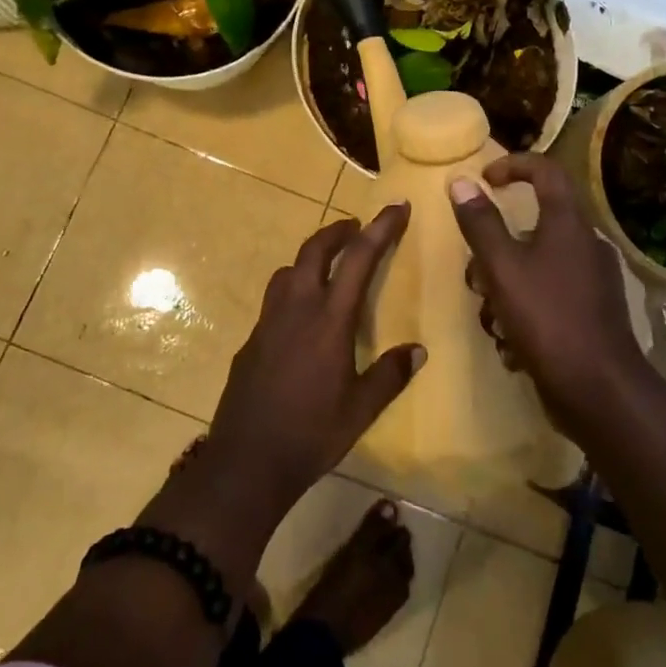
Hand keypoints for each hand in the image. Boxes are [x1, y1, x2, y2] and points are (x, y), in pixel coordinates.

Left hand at [204, 206, 424, 520]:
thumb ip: (390, 375)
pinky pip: (274, 298)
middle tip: (356, 227)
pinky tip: (301, 315)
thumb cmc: (311, 433)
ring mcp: (268, 321)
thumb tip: (418, 351)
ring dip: (311, 257)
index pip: (359, 259)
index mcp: (329, 319)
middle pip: (315, 250)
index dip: (380, 228)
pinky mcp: (251, 339)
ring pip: (288, 270)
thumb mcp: (361, 410)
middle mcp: (297, 308)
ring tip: (328, 266)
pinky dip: (292, 288)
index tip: (397, 206)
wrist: (247, 460)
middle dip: (338, 231)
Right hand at [449, 153, 647, 429]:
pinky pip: (548, 296)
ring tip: (492, 320)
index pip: (546, 170)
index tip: (483, 180)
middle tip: (476, 275)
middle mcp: (585, 245)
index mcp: (569, 224)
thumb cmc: (547, 318)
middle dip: (496, 249)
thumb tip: (460, 181)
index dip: (513, 166)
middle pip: (534, 225)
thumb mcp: (502, 268)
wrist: (600, 391)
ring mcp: (592, 282)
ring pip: (536, 266)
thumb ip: (480, 224)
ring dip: (506, 288)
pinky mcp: (591, 314)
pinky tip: (513, 345)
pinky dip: (525, 312)